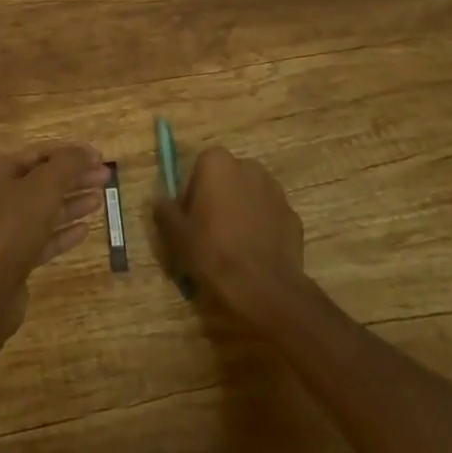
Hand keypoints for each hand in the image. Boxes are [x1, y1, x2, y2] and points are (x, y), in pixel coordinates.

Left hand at [0, 143, 109, 335]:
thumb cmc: (13, 226)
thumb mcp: (44, 186)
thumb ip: (68, 164)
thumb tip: (88, 151)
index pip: (39, 153)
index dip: (70, 154)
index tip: (99, 157)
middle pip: (43, 181)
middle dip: (74, 178)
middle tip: (106, 178)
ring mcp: (3, 229)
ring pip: (44, 209)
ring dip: (72, 203)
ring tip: (100, 200)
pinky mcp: (12, 258)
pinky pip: (41, 238)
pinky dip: (62, 232)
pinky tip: (85, 230)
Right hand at [154, 146, 305, 326]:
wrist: (265, 289)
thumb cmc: (215, 253)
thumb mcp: (178, 235)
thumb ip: (165, 211)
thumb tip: (159, 200)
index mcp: (217, 163)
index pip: (199, 168)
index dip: (192, 194)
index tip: (190, 221)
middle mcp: (248, 166)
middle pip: (226, 179)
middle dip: (219, 199)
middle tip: (209, 233)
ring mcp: (275, 190)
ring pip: (250, 195)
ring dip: (241, 211)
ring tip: (234, 246)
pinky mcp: (292, 215)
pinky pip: (269, 216)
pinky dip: (262, 228)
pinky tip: (255, 254)